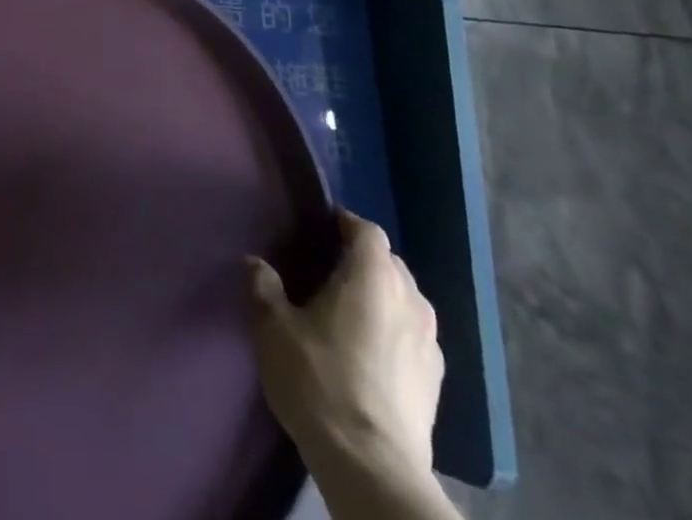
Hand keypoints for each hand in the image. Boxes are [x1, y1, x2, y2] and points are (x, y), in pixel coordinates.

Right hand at [248, 210, 446, 504]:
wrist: (372, 468)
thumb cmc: (320, 381)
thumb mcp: (274, 329)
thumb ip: (264, 287)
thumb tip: (255, 263)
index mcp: (372, 275)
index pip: (366, 230)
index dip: (345, 224)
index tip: (320, 231)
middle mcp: (409, 297)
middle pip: (389, 262)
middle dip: (362, 260)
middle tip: (328, 273)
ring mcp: (429, 341)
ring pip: (405, 299)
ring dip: (382, 297)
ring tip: (351, 314)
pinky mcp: (436, 381)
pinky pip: (414, 336)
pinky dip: (395, 332)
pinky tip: (372, 354)